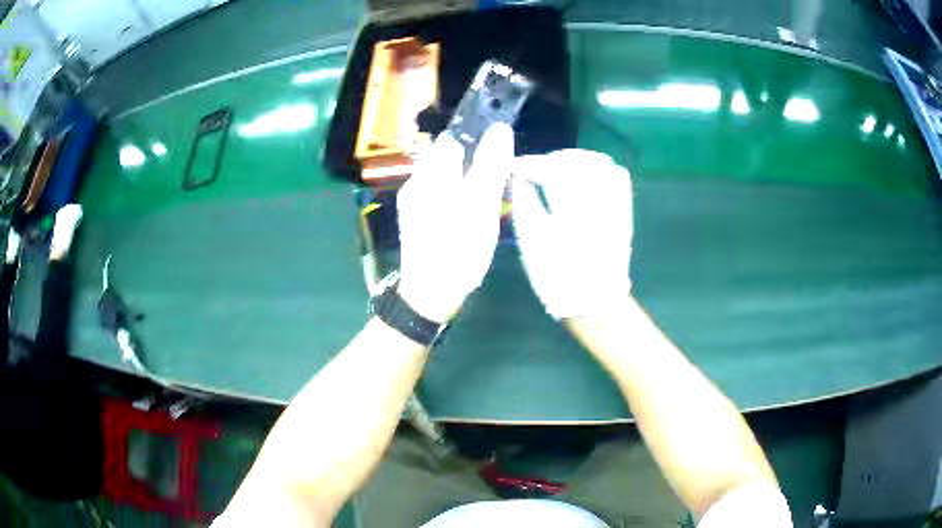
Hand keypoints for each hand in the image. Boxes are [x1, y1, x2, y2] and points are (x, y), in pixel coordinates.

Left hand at [397, 124, 513, 322]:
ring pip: (443, 174)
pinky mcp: (415, 217)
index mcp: (431, 173)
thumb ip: (490, 166)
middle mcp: (417, 181)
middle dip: (472, 157)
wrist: (429, 294)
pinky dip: (456, 192)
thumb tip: (500, 129)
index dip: (477, 135)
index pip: (453, 136)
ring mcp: (413, 200)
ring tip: (486, 193)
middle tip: (496, 175)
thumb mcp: (481, 206)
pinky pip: (438, 192)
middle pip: (446, 154)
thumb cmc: (458, 249)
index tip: (499, 147)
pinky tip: (468, 210)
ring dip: (465, 175)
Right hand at [510, 149, 632, 318]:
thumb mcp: (532, 242)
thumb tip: (517, 178)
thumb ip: (524, 203)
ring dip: (574, 160)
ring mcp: (616, 203)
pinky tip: (583, 175)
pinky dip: (598, 167)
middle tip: (533, 169)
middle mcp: (600, 200)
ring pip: (599, 163)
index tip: (514, 167)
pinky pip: (617, 175)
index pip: (551, 170)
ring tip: (556, 169)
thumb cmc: (559, 277)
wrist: (596, 301)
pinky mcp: (624, 209)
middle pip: (577, 161)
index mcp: (574, 209)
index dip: (530, 165)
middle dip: (551, 160)